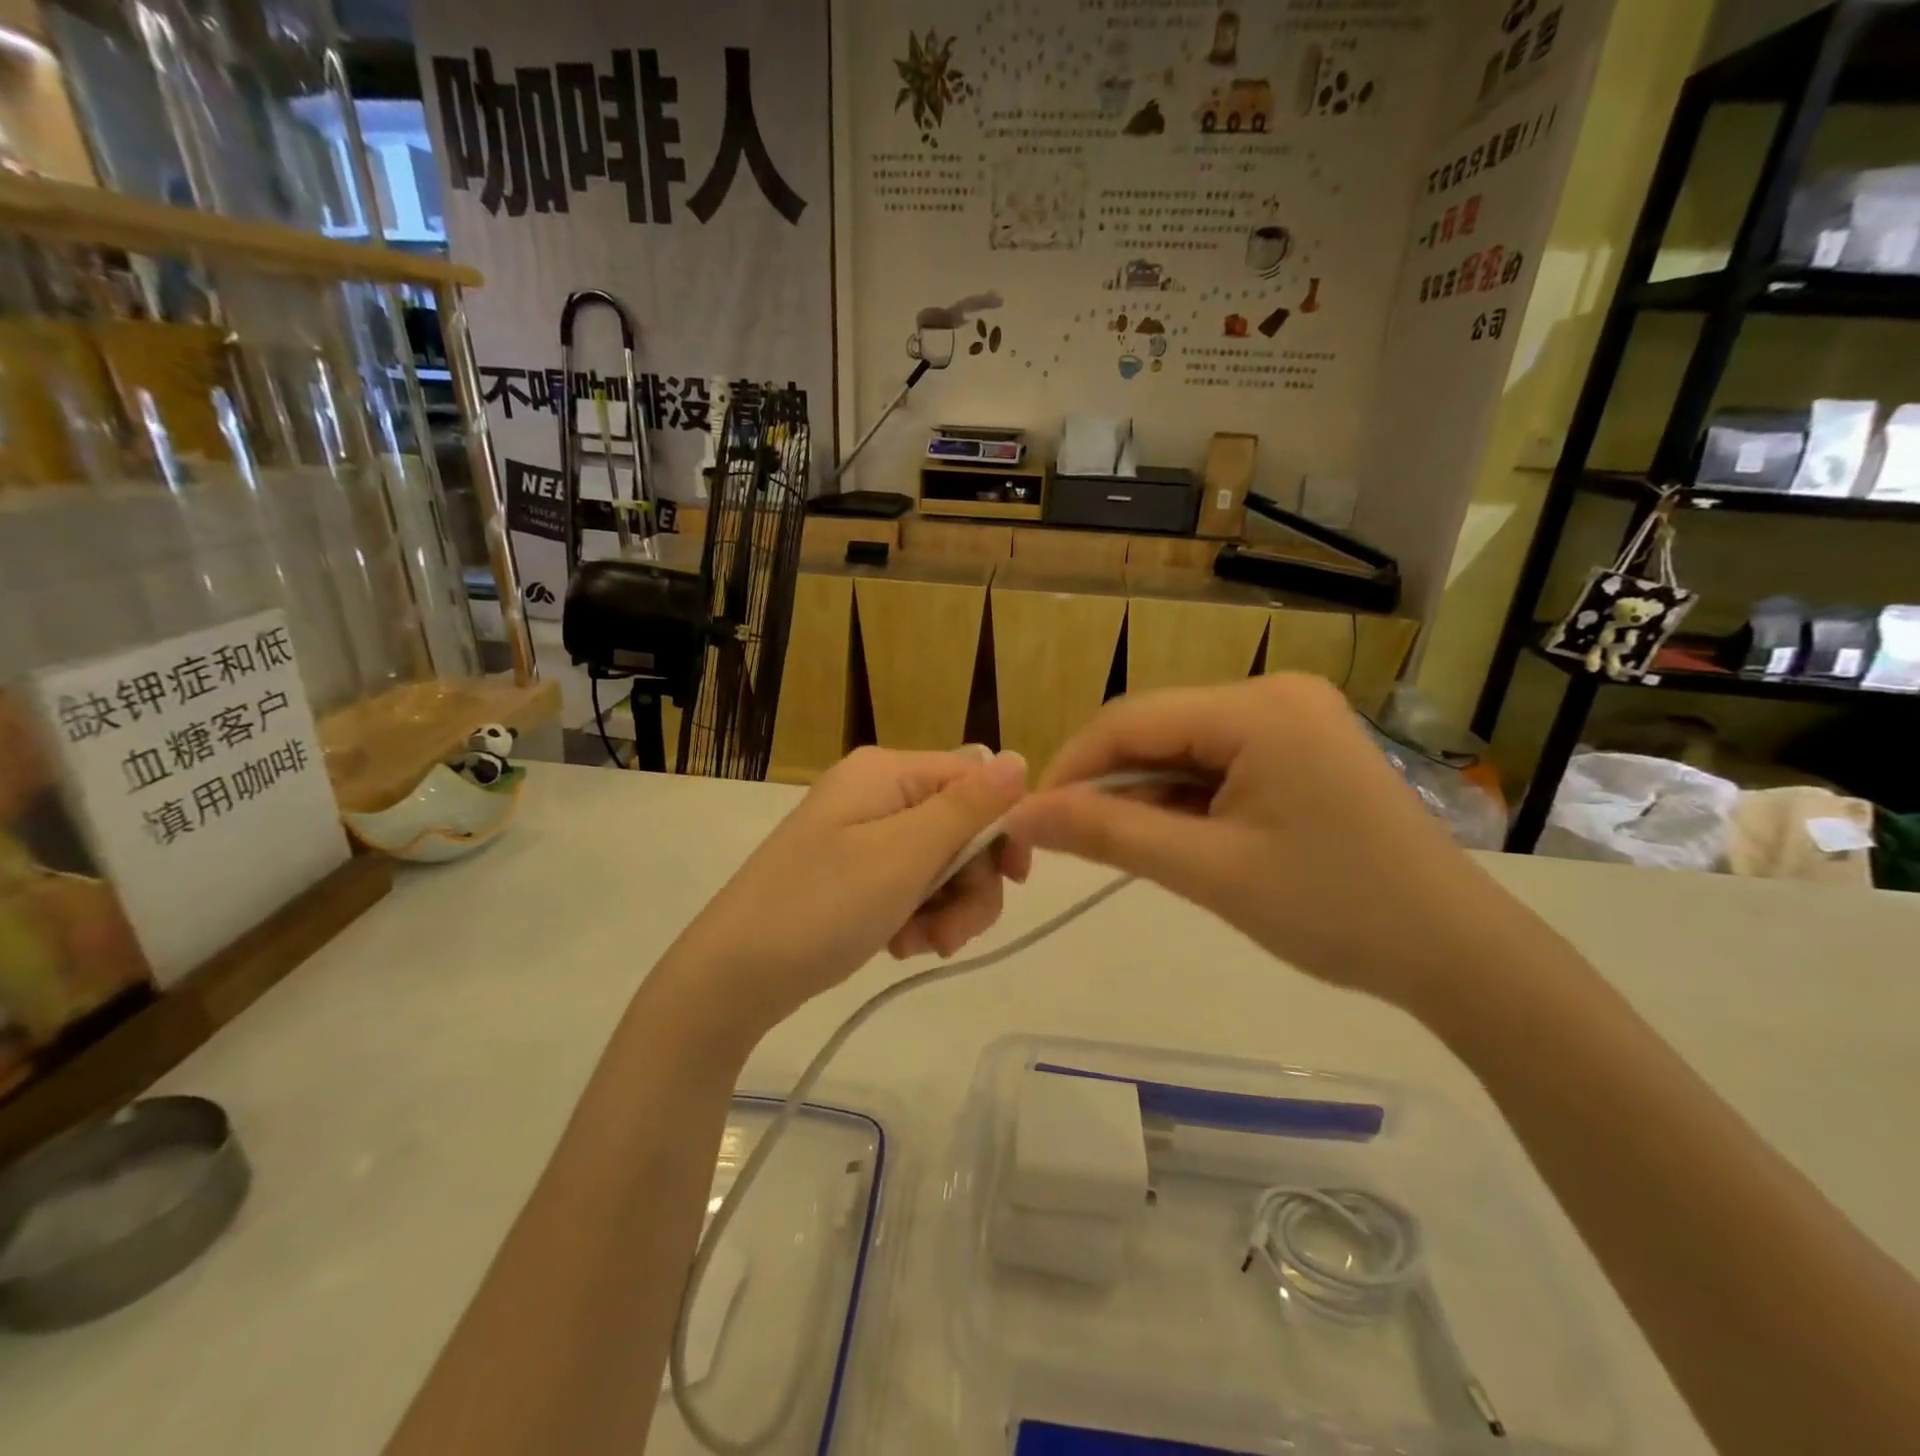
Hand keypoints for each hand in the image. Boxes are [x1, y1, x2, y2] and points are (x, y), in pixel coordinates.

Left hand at [665, 746, 1029, 1042]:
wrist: (733, 976)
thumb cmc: (822, 906)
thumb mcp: (904, 855)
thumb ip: (968, 807)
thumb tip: (1020, 758)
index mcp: (887, 773)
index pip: (974, 777)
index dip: (1002, 826)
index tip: (1016, 879)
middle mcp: (877, 794)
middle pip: (960, 827)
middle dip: (969, 884)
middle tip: (952, 935)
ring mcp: (863, 835)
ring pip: (941, 864)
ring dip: (946, 909)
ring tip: (918, 946)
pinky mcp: (855, 873)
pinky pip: (911, 886)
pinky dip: (917, 918)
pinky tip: (899, 946)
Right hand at [1004, 675, 1526, 1013]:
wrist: (1456, 953)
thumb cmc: (1334, 910)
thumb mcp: (1208, 871)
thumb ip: (1109, 834)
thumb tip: (1024, 813)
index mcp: (1258, 708)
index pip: (1131, 720)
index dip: (1071, 767)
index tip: (1031, 819)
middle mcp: (1275, 694)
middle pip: (1157, 729)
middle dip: (1107, 783)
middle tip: (1071, 841)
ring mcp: (1293, 718)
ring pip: (1184, 747)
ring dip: (1144, 794)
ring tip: (1122, 847)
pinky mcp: (1301, 748)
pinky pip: (1218, 762)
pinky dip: (1184, 798)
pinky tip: (1173, 836)